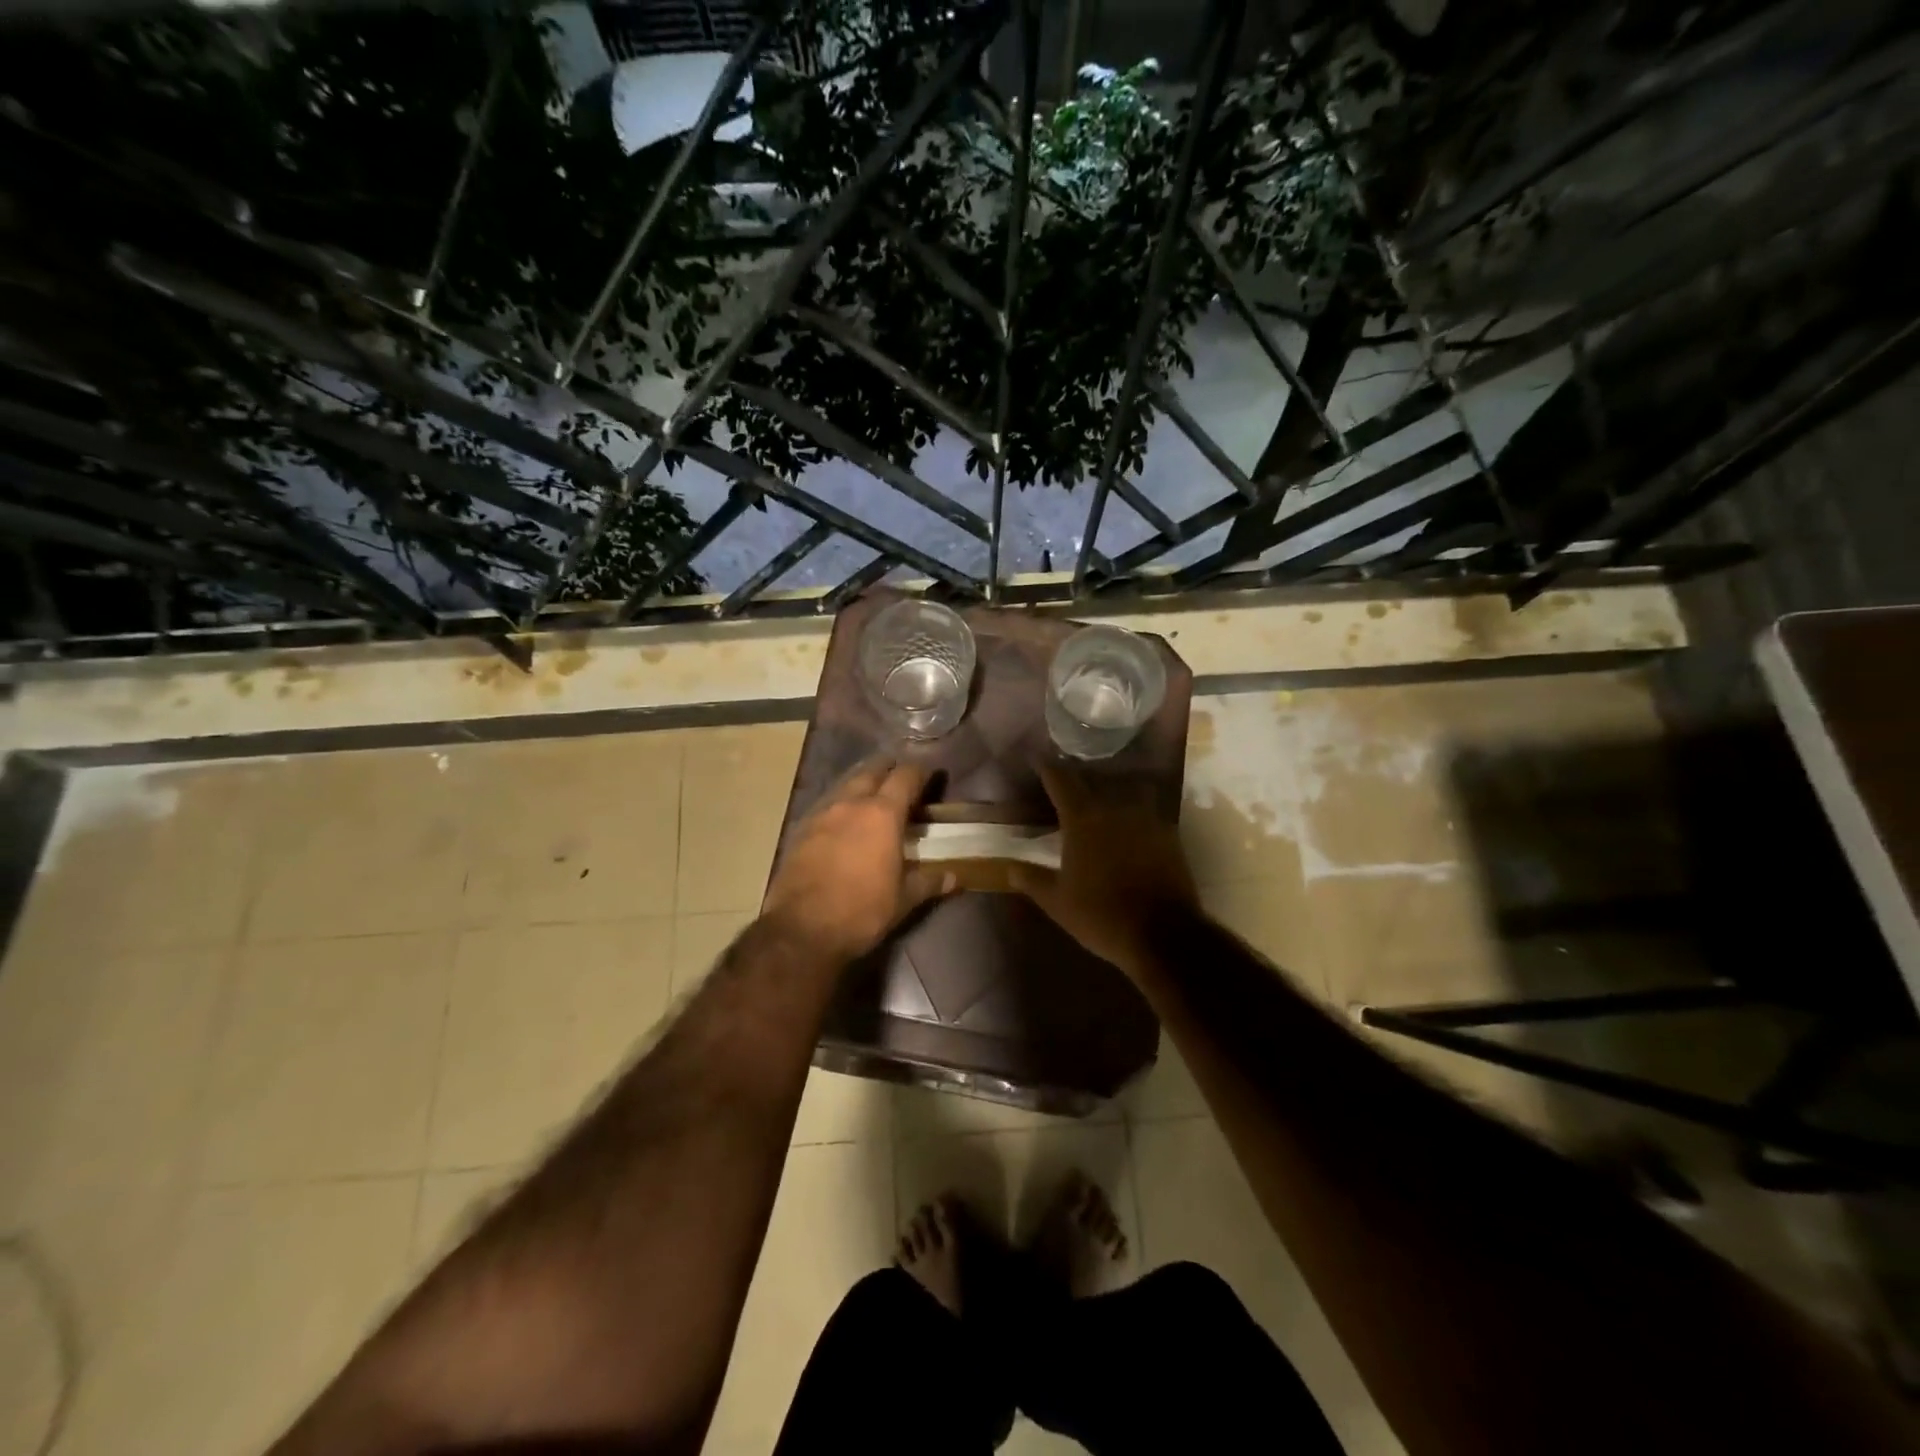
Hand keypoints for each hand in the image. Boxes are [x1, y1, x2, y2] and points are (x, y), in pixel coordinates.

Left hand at [760, 756, 953, 966]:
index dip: (920, 772)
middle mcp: (851, 803)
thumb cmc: (862, 911)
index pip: (905, 777)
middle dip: (888, 768)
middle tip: (900, 777)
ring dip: (861, 781)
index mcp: (883, 814)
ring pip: (845, 783)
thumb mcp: (903, 900)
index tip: (929, 774)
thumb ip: (929, 882)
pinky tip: (843, 818)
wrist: (801, 929)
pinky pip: (825, 803)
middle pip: (871, 770)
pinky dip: (840, 803)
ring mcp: (821, 813)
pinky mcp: (800, 829)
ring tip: (872, 791)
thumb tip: (955, 877)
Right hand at [1010, 762, 1198, 980]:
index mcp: (1083, 818)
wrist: (1164, 934)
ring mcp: (1147, 818)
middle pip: (1095, 780)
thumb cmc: (1101, 915)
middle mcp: (1115, 808)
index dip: (1047, 768)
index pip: (1061, 780)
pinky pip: (1149, 811)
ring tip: (1103, 799)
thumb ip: (1032, 879)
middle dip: (1079, 779)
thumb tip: (1009, 868)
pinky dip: (1136, 812)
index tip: (1038, 759)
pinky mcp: (1169, 834)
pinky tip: (1131, 825)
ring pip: (1127, 790)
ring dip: (1113, 790)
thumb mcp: (1057, 902)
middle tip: (1068, 783)